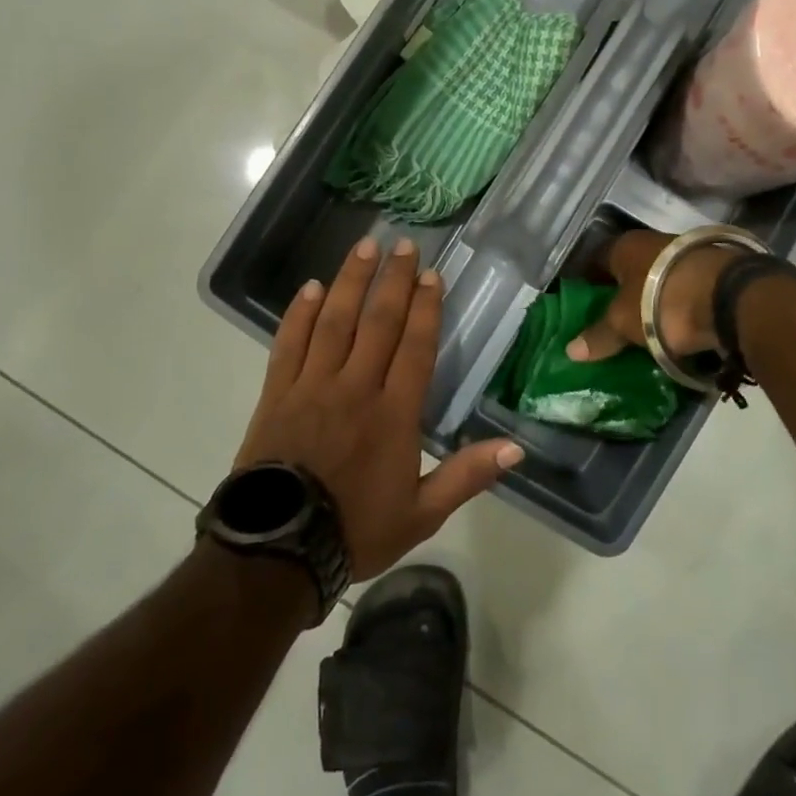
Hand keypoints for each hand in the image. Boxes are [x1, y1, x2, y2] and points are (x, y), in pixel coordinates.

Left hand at [235, 235, 524, 579]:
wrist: (278, 552)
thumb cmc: (355, 530)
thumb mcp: (422, 514)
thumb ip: (467, 476)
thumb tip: (517, 447)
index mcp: (393, 414)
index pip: (415, 347)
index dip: (425, 308)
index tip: (431, 274)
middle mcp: (355, 388)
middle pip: (377, 322)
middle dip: (392, 280)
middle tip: (402, 244)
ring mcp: (312, 386)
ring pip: (335, 321)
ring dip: (351, 281)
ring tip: (364, 247)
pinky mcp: (277, 392)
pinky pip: (289, 342)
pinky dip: (300, 313)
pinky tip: (312, 287)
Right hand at [565, 228, 741, 363]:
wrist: (729, 297)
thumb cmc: (660, 301)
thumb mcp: (623, 322)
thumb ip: (599, 335)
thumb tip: (571, 350)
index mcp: (625, 245)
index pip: (595, 259)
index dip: (586, 282)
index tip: (579, 304)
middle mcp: (654, 242)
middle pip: (629, 270)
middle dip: (620, 293)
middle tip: (610, 321)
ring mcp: (687, 256)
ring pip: (659, 280)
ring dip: (651, 301)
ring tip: (642, 330)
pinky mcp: (713, 273)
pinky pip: (684, 293)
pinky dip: (677, 308)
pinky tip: (674, 328)